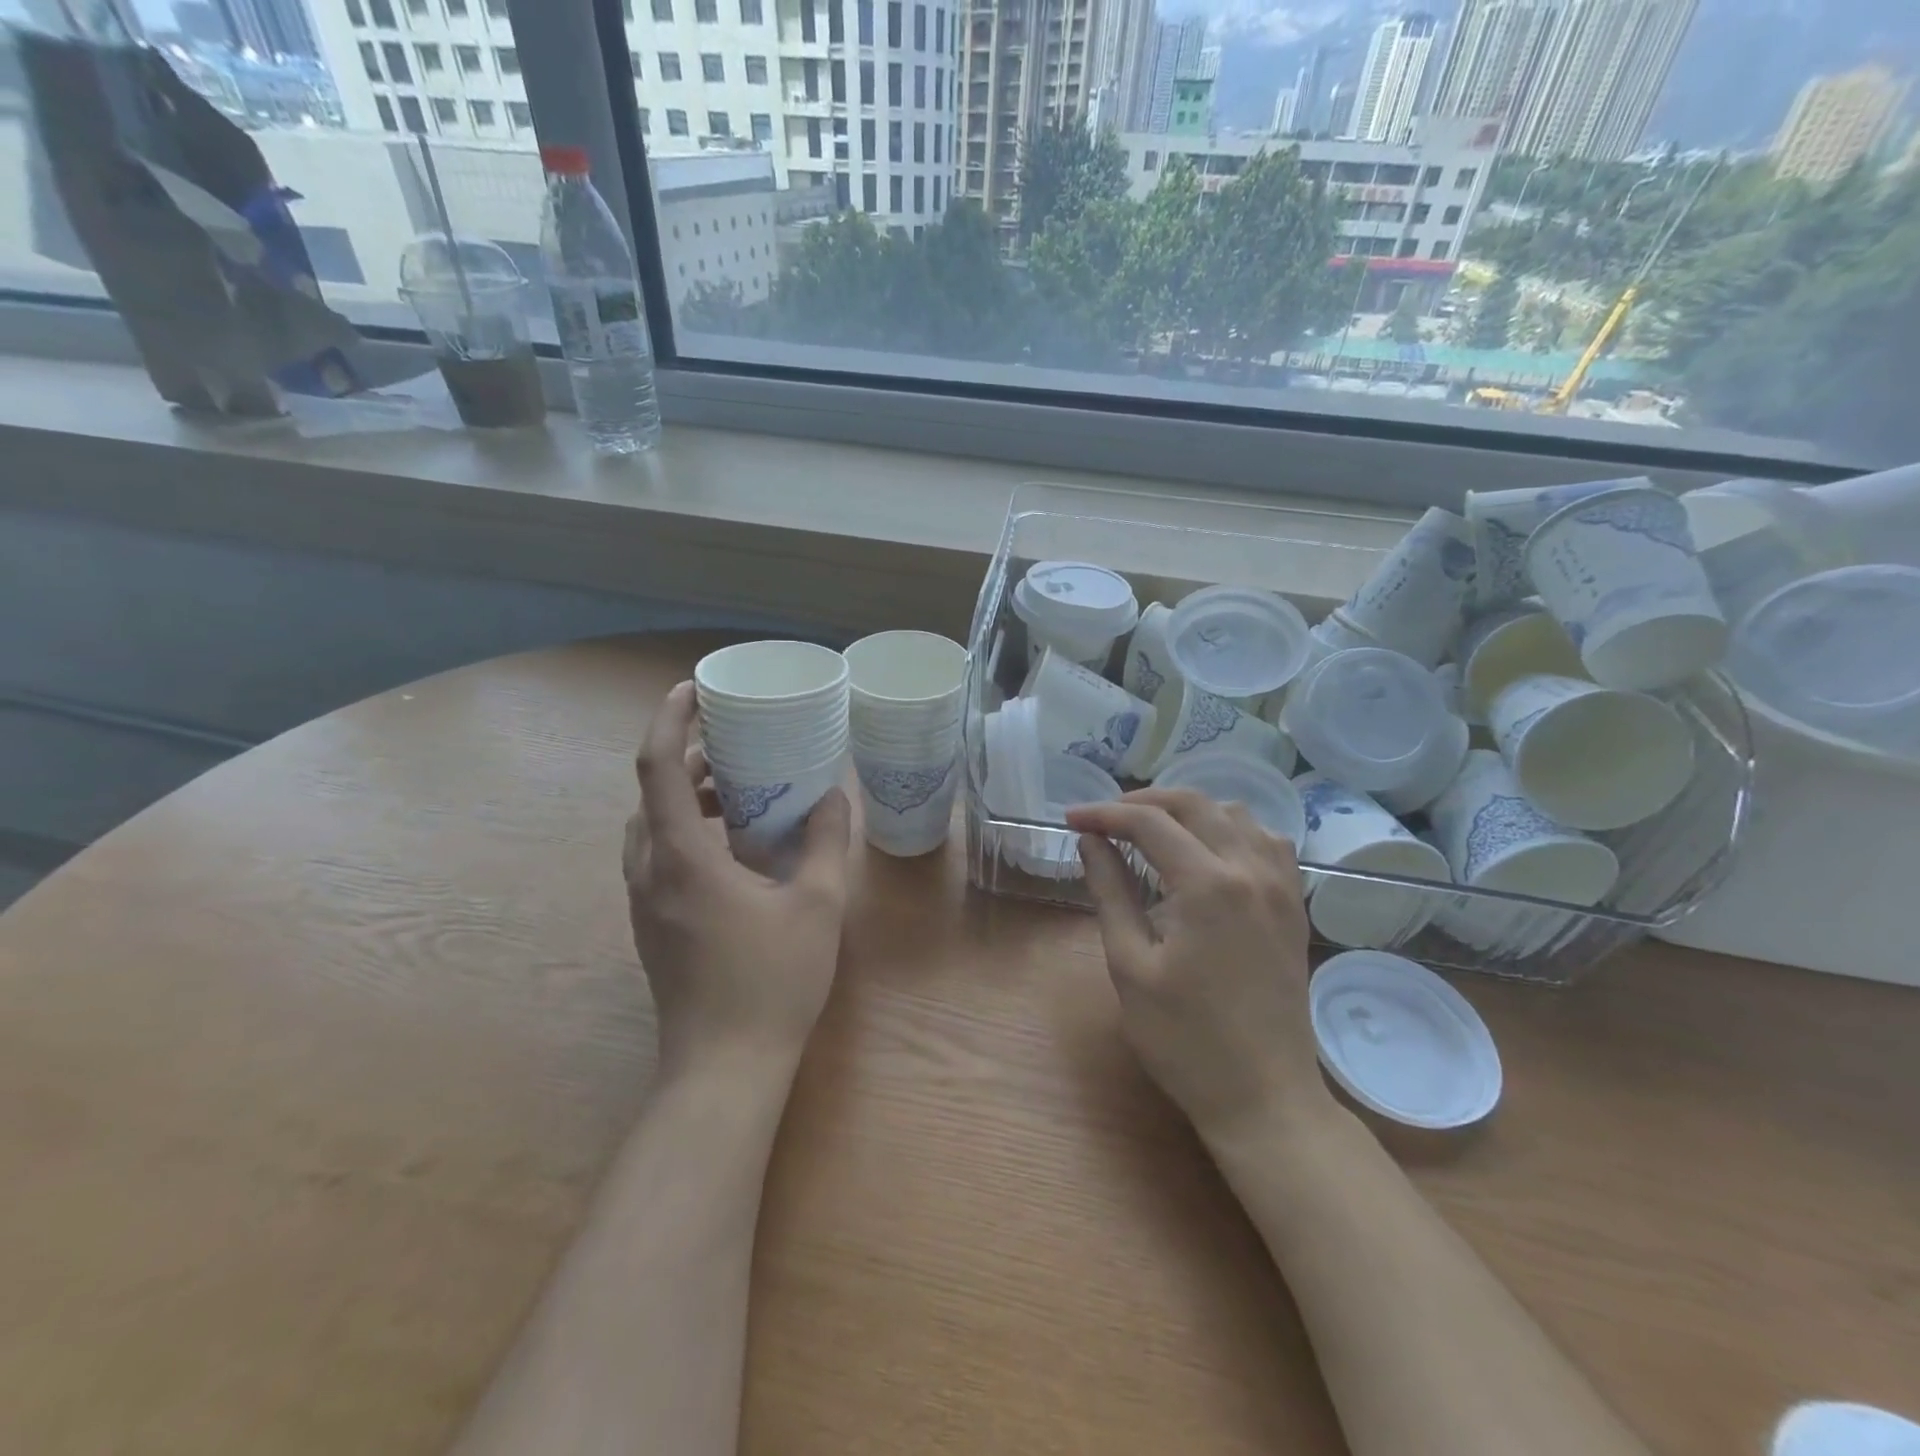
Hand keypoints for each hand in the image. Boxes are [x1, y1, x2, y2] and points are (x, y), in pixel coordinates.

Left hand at [623, 681, 851, 1079]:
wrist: (723, 1067)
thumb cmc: (772, 980)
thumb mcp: (816, 904)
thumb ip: (826, 842)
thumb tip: (833, 796)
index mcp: (681, 857)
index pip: (656, 768)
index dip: (669, 719)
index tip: (692, 690)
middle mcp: (649, 872)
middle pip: (650, 794)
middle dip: (685, 758)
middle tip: (733, 743)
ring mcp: (644, 903)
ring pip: (650, 828)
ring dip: (684, 798)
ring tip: (736, 791)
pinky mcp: (652, 926)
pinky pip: (657, 857)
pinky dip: (685, 831)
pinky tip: (733, 848)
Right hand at [1067, 790, 1333, 1144]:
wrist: (1264, 1097)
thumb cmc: (1184, 1040)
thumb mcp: (1130, 965)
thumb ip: (1110, 892)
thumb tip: (1090, 842)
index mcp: (1208, 885)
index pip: (1149, 823)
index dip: (1104, 814)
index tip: (1071, 820)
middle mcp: (1251, 870)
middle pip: (1194, 804)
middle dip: (1142, 801)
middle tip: (1104, 819)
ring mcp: (1281, 886)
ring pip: (1234, 814)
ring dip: (1189, 811)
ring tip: (1151, 830)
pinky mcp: (1294, 905)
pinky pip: (1267, 841)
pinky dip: (1230, 829)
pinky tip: (1208, 851)